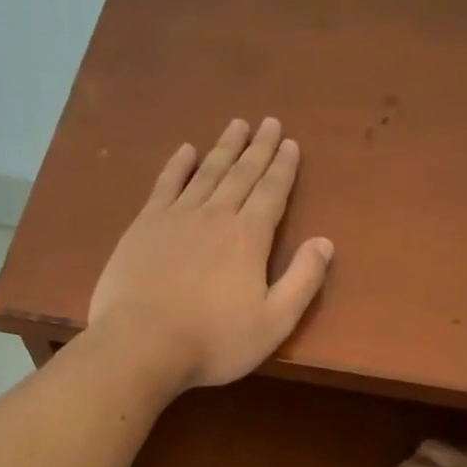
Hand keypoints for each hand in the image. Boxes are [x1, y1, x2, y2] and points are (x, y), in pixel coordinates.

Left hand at [88, 117, 333, 392]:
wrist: (141, 344)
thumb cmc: (214, 341)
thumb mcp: (273, 322)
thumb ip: (302, 281)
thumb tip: (325, 242)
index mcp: (249, 238)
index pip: (272, 192)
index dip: (283, 168)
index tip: (291, 144)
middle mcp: (215, 216)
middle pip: (242, 174)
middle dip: (259, 148)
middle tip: (270, 122)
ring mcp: (176, 217)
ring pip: (207, 172)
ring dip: (225, 148)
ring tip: (237, 125)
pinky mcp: (144, 226)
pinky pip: (166, 184)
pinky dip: (178, 165)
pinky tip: (186, 150)